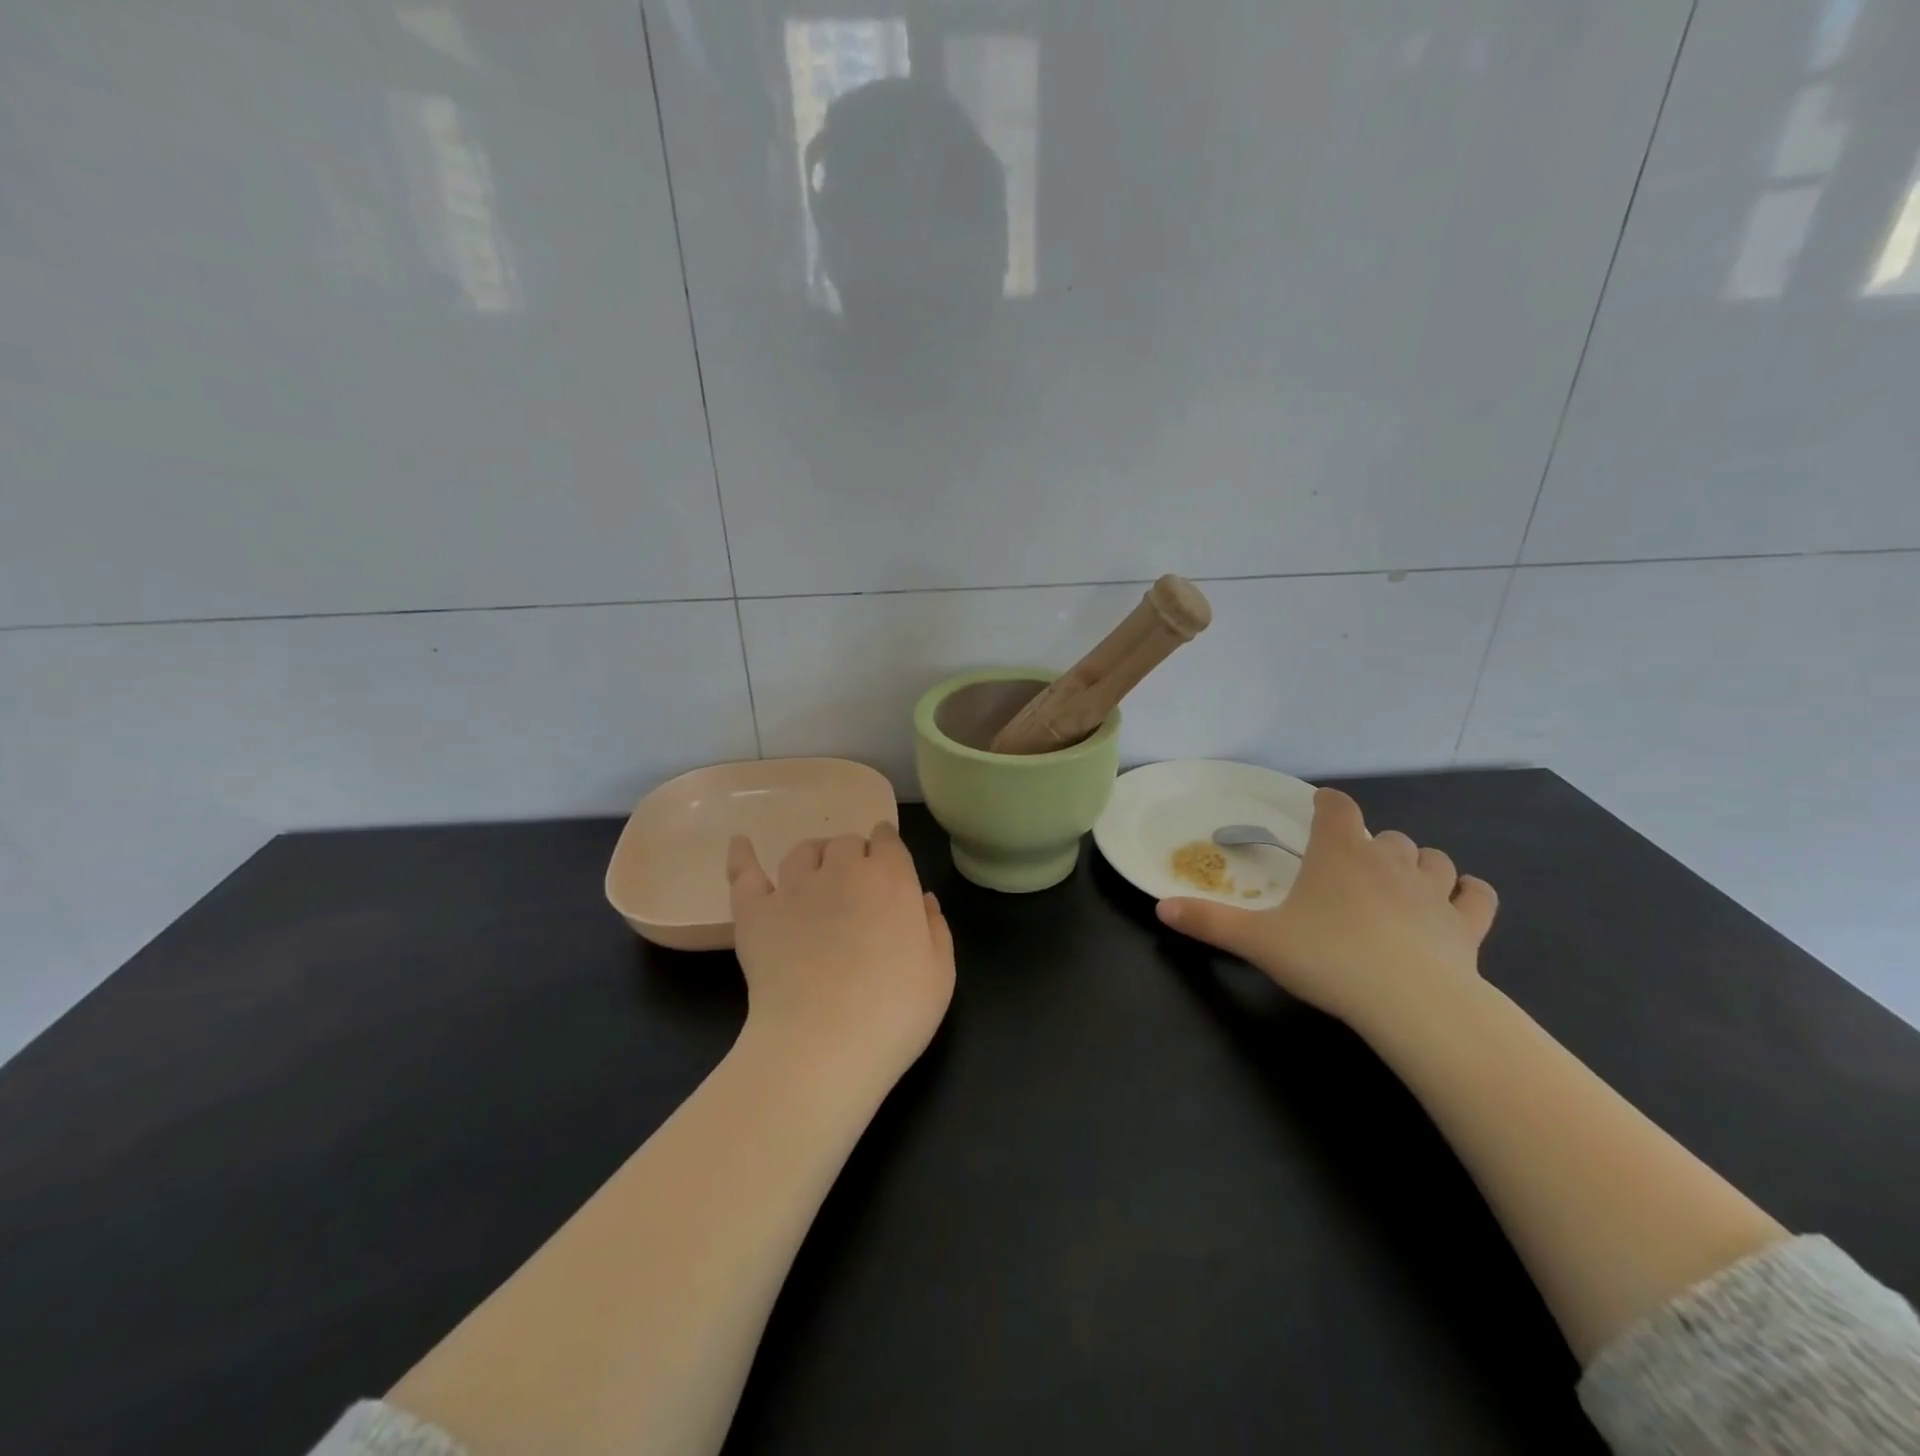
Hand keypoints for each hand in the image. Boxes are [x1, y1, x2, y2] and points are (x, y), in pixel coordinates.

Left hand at [727, 822, 955, 1092]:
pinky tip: (740, 845)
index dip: (888, 851)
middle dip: (855, 858)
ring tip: (817, 877)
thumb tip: (924, 899)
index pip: (888, 841)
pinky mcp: (755, 912)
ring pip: (803, 851)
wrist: (823, 1045)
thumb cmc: (894, 1013)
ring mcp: (795, 888)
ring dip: (815, 857)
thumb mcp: (940, 975)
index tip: (888, 868)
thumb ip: (936, 929)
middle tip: (858, 891)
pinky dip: (742, 856)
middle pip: (847, 844)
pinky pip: (745, 873)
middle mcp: (843, 870)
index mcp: (892, 879)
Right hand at [1156, 787, 1496, 1031]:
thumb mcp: (1257, 941)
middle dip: (1368, 844)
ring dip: (1417, 863)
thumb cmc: (1328, 959)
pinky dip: (1467, 895)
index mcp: (1340, 853)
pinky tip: (1456, 904)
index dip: (1327, 804)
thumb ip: (1209, 922)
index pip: (1337, 807)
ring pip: (1432, 858)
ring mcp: (1434, 891)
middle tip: (1348, 870)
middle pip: (1384, 834)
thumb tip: (1160, 908)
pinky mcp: (1467, 925)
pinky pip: (1476, 896)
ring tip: (1399, 883)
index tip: (1318, 810)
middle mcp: (1389, 860)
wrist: (1412, 1005)